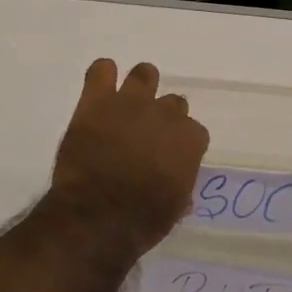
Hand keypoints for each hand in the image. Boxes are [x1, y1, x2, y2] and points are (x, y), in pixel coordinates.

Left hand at [48, 59, 208, 254]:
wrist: (97, 217)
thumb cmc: (141, 221)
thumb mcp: (172, 211)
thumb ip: (180, 191)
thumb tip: (181, 194)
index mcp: (189, 140)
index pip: (194, 132)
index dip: (181, 144)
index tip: (169, 157)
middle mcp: (165, 114)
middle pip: (173, 103)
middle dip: (162, 117)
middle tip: (145, 135)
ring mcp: (130, 103)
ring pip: (144, 75)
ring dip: (140, 87)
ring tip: (126, 104)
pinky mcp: (97, 101)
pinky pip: (101, 70)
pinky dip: (102, 76)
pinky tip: (100, 88)